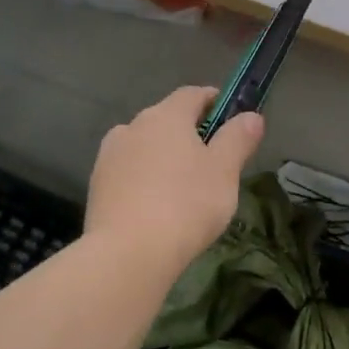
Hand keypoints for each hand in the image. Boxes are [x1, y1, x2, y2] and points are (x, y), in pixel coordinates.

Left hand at [86, 86, 263, 270]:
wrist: (127, 253)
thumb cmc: (186, 204)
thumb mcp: (225, 171)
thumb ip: (238, 138)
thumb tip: (251, 116)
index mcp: (166, 116)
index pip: (192, 94)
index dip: (213, 101)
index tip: (230, 118)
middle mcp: (133, 126)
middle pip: (166, 119)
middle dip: (188, 133)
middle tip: (211, 160)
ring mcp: (109, 156)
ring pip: (144, 146)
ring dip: (163, 156)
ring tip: (181, 187)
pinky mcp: (97, 185)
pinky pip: (128, 172)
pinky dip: (144, 179)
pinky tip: (156, 206)